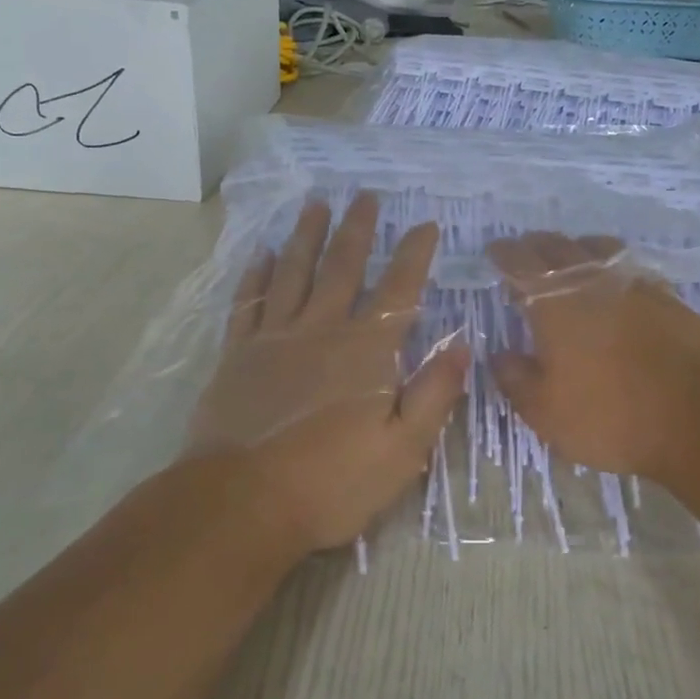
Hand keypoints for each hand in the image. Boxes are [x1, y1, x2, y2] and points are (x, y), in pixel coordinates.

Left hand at [187, 194, 468, 553]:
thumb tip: (462, 345)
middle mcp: (321, 330)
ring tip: (315, 204)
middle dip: (357, 229)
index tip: (426, 223)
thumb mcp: (403, 450)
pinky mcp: (237, 355)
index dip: (415, 254)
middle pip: (343, 267)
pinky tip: (263, 253)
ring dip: (307, 236)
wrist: (242, 503)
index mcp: (366, 351)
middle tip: (364, 195)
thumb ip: (434, 393)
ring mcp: (274, 338)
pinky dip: (257, 274)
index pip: (399, 289)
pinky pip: (249, 302)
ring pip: (294, 273)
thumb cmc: (332, 483)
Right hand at [485, 233, 699, 482]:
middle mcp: (592, 282)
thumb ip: (516, 379)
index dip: (504, 253)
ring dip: (576, 247)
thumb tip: (499, 354)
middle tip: (526, 251)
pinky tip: (615, 281)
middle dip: (536, 245)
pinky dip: (612, 265)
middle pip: (559, 247)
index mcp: (555, 304)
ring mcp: (635, 285)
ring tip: (570, 255)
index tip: (494, 250)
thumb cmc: (612, 417)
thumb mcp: (546, 412)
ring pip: (599, 248)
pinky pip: (630, 267)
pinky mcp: (668, 297)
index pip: (521, 264)